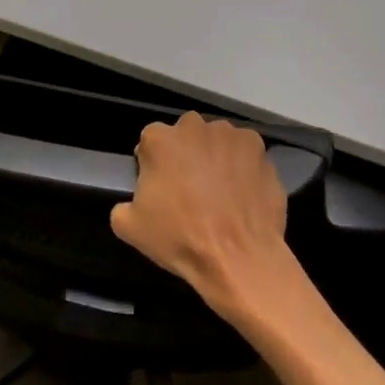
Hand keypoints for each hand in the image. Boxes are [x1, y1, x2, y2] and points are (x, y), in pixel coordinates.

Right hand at [110, 113, 290, 314]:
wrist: (238, 257)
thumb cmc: (180, 238)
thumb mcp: (130, 227)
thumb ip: (123, 204)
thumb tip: (132, 203)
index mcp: (160, 139)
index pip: (150, 141)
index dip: (153, 163)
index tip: (159, 186)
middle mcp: (196, 127)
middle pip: (185, 135)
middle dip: (186, 154)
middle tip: (189, 188)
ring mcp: (232, 136)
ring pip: (218, 141)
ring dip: (216, 157)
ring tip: (221, 192)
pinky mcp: (261, 150)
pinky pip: (246, 155)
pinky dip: (244, 168)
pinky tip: (243, 194)